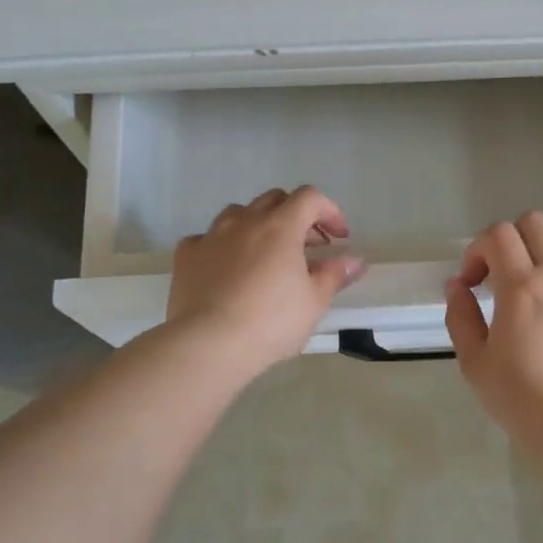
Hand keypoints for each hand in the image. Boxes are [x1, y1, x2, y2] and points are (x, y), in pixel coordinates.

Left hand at [167, 187, 367, 374]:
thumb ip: (335, 275)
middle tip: (307, 246)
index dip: (329, 212)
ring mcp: (211, 235)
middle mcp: (245, 221)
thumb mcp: (314, 302)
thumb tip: (356, 261)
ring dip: (258, 225)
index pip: (310, 198)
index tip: (338, 237)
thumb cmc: (271, 322)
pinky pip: (208, 239)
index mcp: (280, 226)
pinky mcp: (186, 255)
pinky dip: (223, 246)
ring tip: (266, 254)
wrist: (208, 344)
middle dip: (296, 216)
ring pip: (239, 214)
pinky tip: (227, 268)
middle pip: (274, 199)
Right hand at [445, 212, 542, 443]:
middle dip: (508, 240)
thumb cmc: (521, 398)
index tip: (472, 283)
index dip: (476, 251)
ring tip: (534, 276)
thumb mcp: (474, 362)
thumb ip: (460, 316)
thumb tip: (458, 286)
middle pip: (533, 222)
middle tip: (500, 274)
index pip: (497, 235)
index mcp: (521, 288)